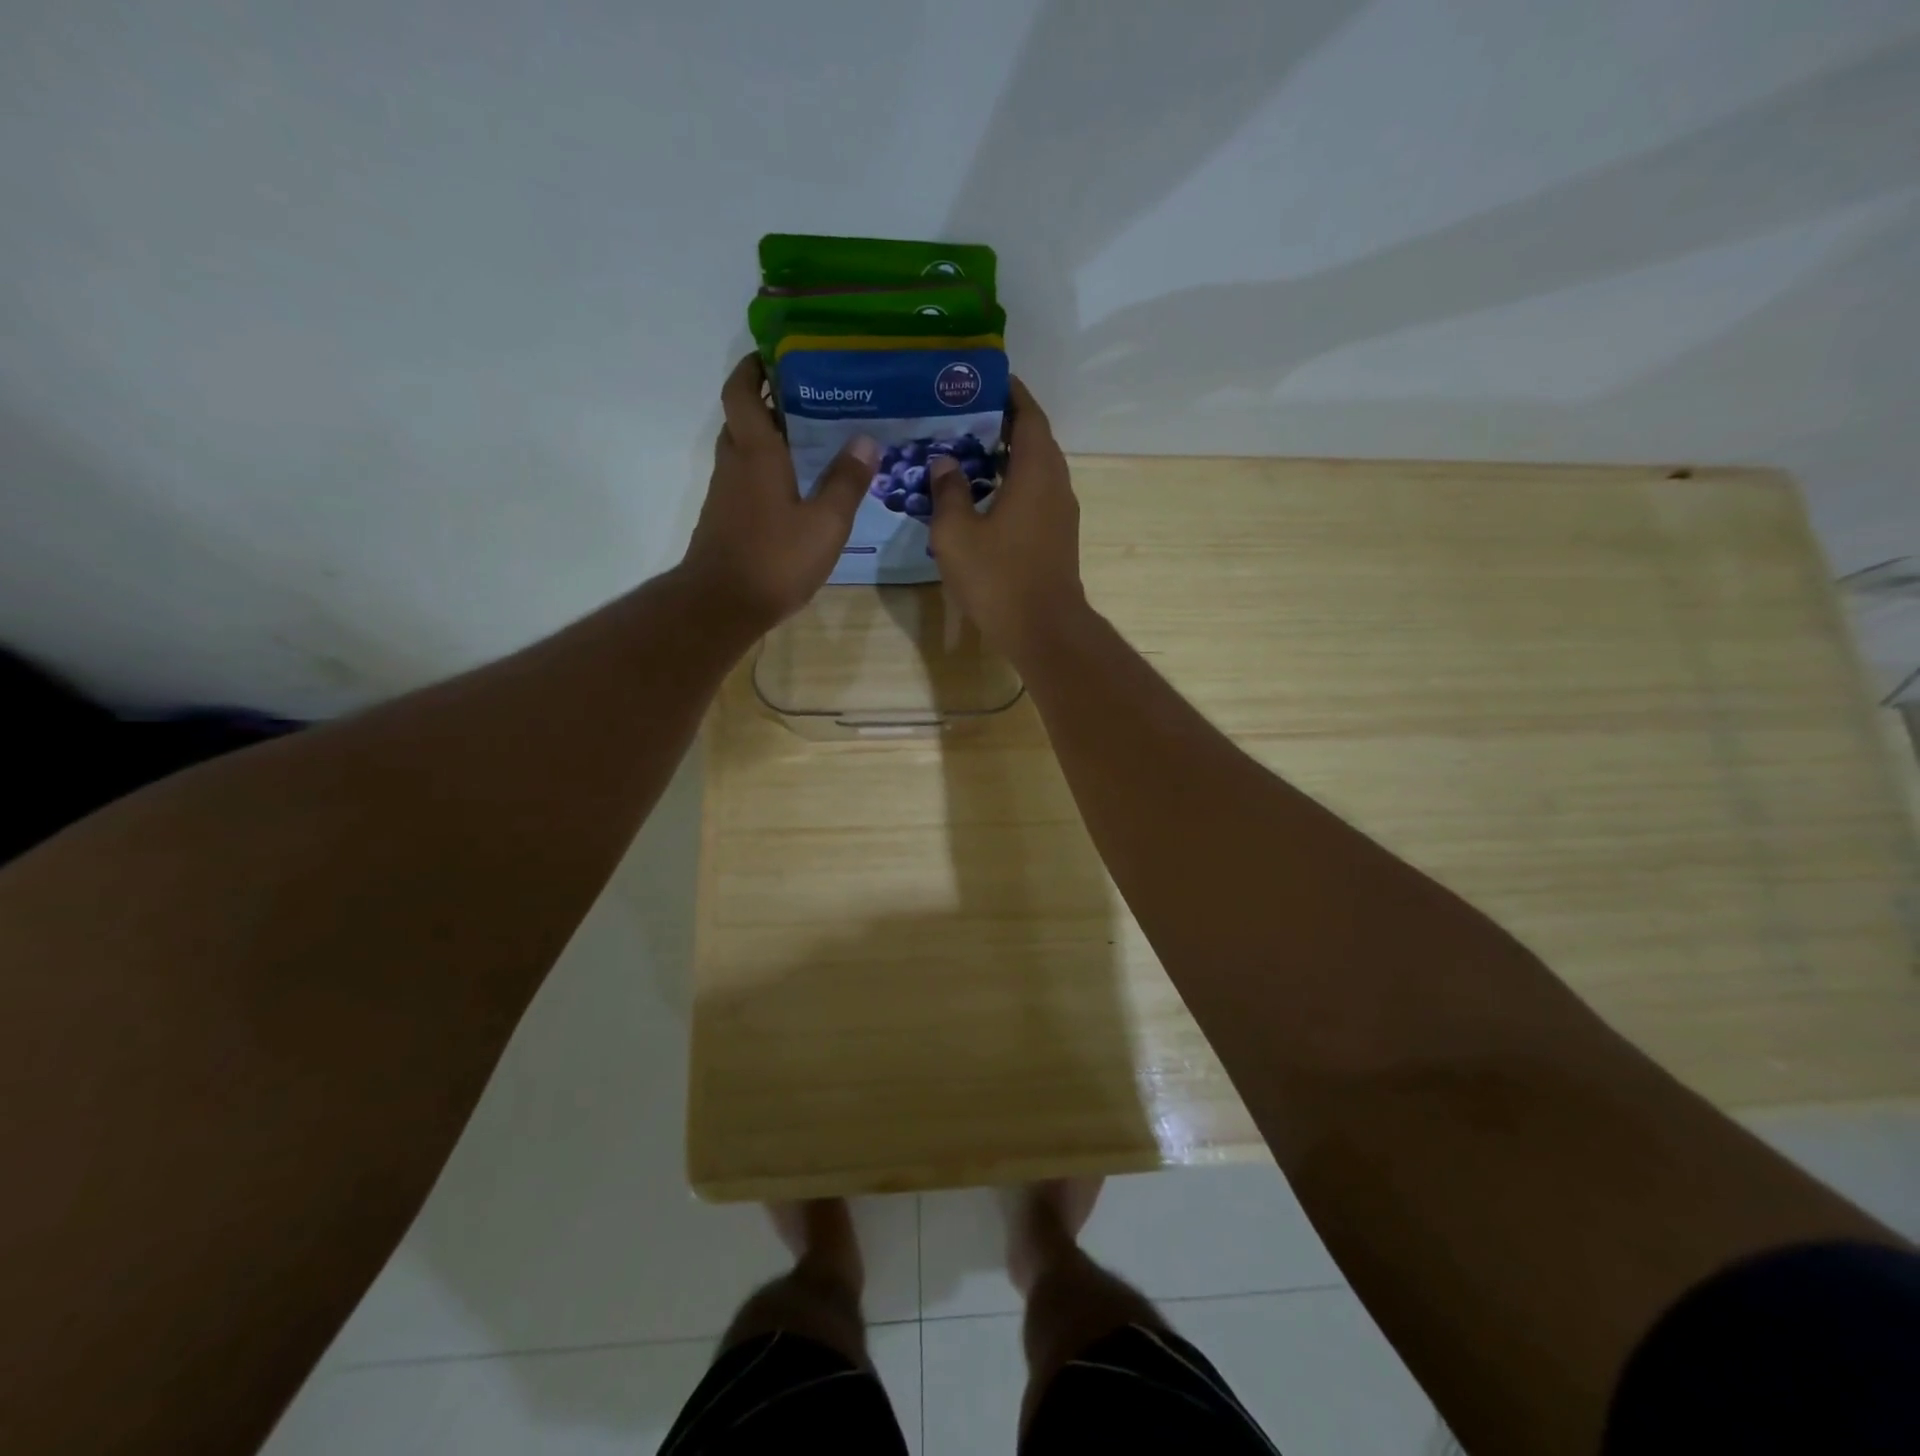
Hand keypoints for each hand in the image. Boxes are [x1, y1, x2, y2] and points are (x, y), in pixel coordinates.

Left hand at [681, 354, 878, 627]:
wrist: (722, 605)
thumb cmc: (775, 559)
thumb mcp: (826, 523)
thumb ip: (846, 482)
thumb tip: (865, 441)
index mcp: (756, 453)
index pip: (742, 392)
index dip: (753, 368)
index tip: (775, 355)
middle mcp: (735, 464)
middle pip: (742, 418)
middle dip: (768, 402)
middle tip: (808, 400)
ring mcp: (726, 494)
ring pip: (744, 451)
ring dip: (769, 439)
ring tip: (811, 442)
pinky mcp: (726, 519)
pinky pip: (746, 480)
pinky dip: (767, 471)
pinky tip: (798, 490)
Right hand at [928, 378, 1087, 658]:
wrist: (1044, 630)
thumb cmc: (999, 578)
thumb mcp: (956, 533)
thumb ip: (948, 491)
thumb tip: (944, 462)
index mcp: (1036, 471)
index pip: (1028, 415)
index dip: (1009, 393)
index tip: (984, 379)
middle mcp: (1056, 484)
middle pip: (1034, 439)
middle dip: (1003, 423)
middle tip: (964, 415)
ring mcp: (1061, 513)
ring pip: (1036, 470)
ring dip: (1008, 456)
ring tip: (968, 451)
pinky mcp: (1057, 537)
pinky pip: (1036, 495)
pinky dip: (1013, 484)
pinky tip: (983, 495)